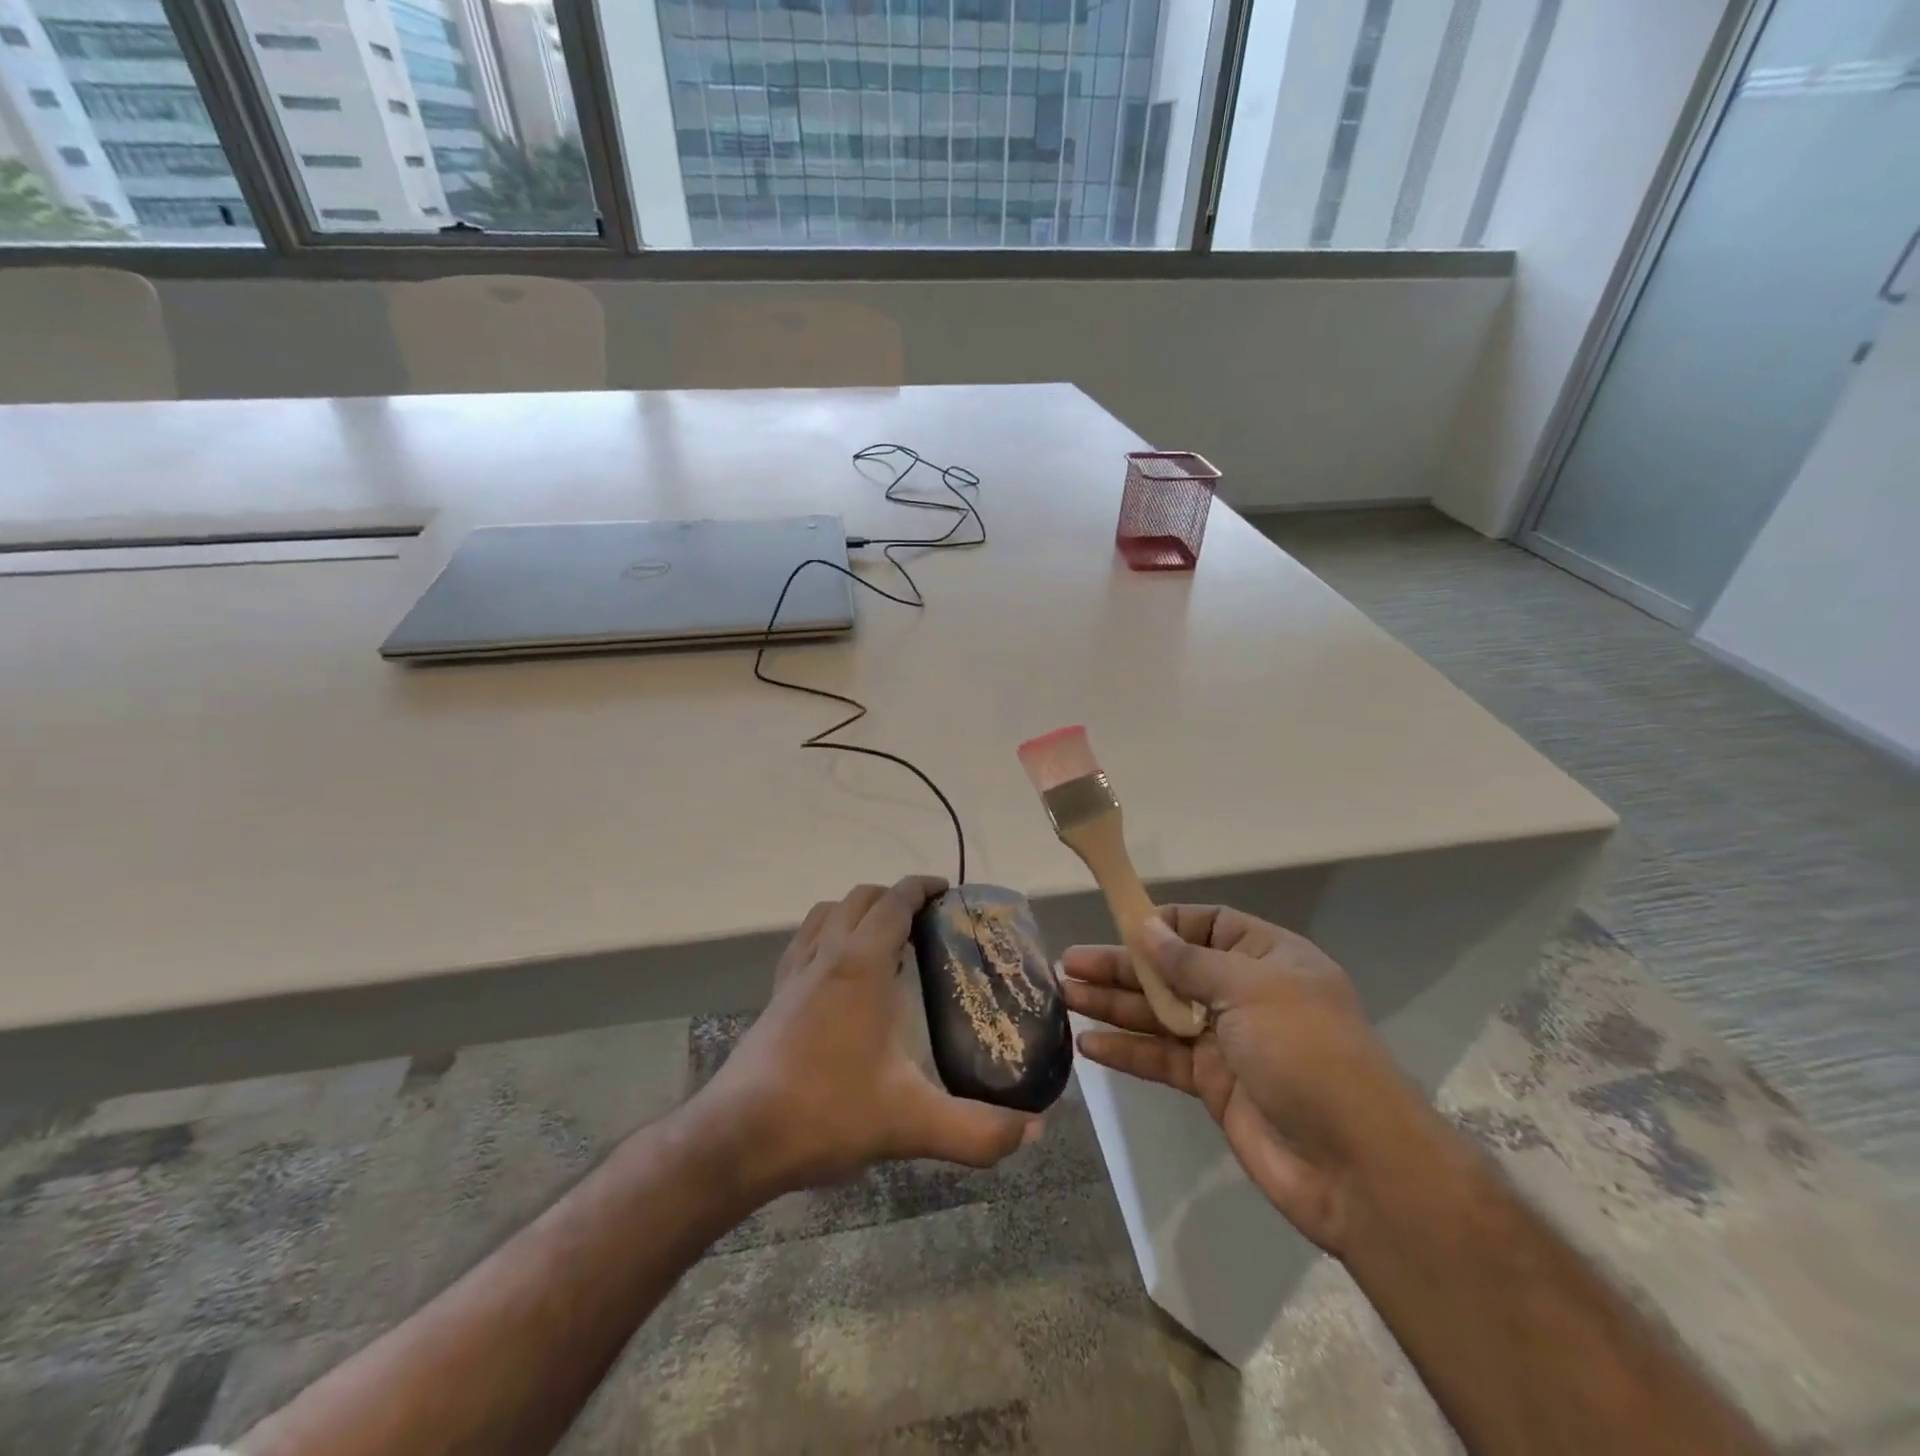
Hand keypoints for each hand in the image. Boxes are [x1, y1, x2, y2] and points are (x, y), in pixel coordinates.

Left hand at [697, 876, 1042, 1197]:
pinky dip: (829, 933)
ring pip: (827, 912)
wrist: (736, 1139)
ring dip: (859, 910)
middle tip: (928, 922)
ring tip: (887, 939)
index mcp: (860, 964)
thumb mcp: (911, 1124)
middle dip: (896, 896)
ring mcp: (794, 973)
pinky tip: (840, 973)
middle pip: (861, 897)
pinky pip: (805, 940)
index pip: (894, 901)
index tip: (948, 892)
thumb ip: (978, 1129)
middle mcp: (825, 954)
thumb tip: (1035, 1130)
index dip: (922, 887)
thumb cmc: (825, 1113)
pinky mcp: (775, 995)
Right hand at [1060, 906, 1427, 1255]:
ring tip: (1064, 995)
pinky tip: (1088, 1046)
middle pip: (1172, 970)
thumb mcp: (1249, 989)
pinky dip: (1127, 1051)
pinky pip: (1162, 1058)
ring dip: (1114, 1005)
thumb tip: (1145, 926)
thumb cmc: (1306, 1052)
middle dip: (1122, 966)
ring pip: (1159, 1013)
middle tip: (1068, 963)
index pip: (1207, 924)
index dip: (1163, 923)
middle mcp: (1244, 993)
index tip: (1119, 924)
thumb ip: (1188, 961)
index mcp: (1266, 958)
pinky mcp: (1213, 1084)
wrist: (1356, 1166)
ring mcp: (1227, 1041)